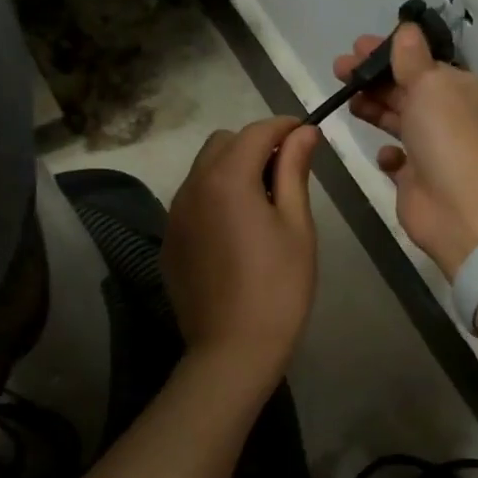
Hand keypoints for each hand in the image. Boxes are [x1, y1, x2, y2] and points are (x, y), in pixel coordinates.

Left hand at [162, 116, 322, 391]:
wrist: (232, 350)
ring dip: (233, 169)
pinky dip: (215, 197)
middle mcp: (192, 187)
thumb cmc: (279, 286)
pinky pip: (192, 201)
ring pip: (203, 170)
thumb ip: (295, 171)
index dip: (284, 127)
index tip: (308, 136)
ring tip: (264, 203)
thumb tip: (303, 132)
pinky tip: (237, 231)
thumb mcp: (297, 225)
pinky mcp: (169, 241)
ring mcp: (175, 215)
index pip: (256, 131)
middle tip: (288, 173)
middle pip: (222, 143)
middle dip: (255, 145)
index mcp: (227, 178)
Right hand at [333, 25, 477, 275]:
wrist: (458, 206)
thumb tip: (406, 30)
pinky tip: (383, 153)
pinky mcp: (418, 180)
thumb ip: (412, 58)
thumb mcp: (430, 83)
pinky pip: (398, 161)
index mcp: (463, 90)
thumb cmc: (446, 134)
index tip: (358, 46)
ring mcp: (435, 150)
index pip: (425, 64)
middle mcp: (452, 118)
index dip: (391, 54)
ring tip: (346, 98)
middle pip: (407, 90)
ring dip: (374, 108)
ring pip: (400, 121)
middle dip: (374, 78)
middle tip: (339, 68)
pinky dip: (388, 154)